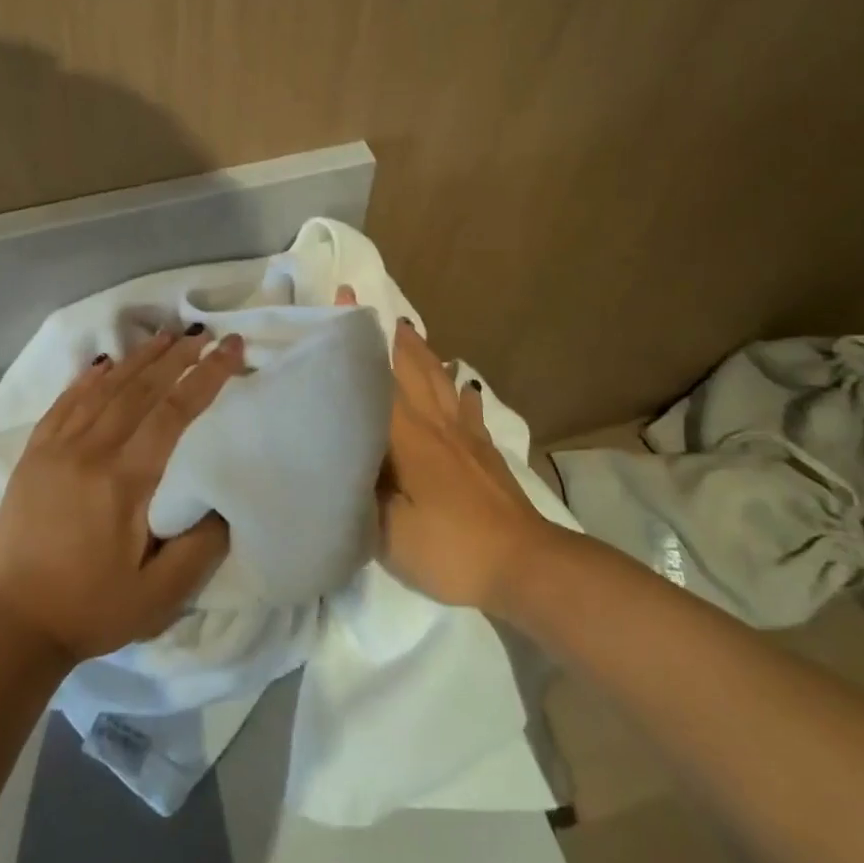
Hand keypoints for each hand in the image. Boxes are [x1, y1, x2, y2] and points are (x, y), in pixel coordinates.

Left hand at [0, 327, 245, 662]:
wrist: (13, 626)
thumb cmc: (92, 609)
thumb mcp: (161, 594)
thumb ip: (202, 546)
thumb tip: (223, 502)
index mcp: (125, 480)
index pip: (174, 411)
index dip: (206, 375)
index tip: (231, 348)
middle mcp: (90, 451)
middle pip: (140, 388)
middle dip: (177, 357)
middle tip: (203, 334)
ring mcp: (55, 450)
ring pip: (103, 389)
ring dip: (137, 360)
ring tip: (164, 338)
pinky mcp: (32, 457)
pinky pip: (63, 404)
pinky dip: (86, 379)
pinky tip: (102, 364)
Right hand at [339, 286, 545, 608]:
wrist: (525, 565)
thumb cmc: (450, 548)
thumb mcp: (387, 532)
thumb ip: (359, 494)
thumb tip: (338, 461)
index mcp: (406, 435)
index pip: (376, 375)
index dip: (357, 338)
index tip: (345, 297)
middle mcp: (434, 423)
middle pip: (411, 367)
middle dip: (388, 335)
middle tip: (369, 306)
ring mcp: (464, 435)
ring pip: (439, 379)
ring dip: (422, 351)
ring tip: (406, 328)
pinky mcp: (484, 451)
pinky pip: (468, 408)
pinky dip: (460, 389)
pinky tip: (461, 380)